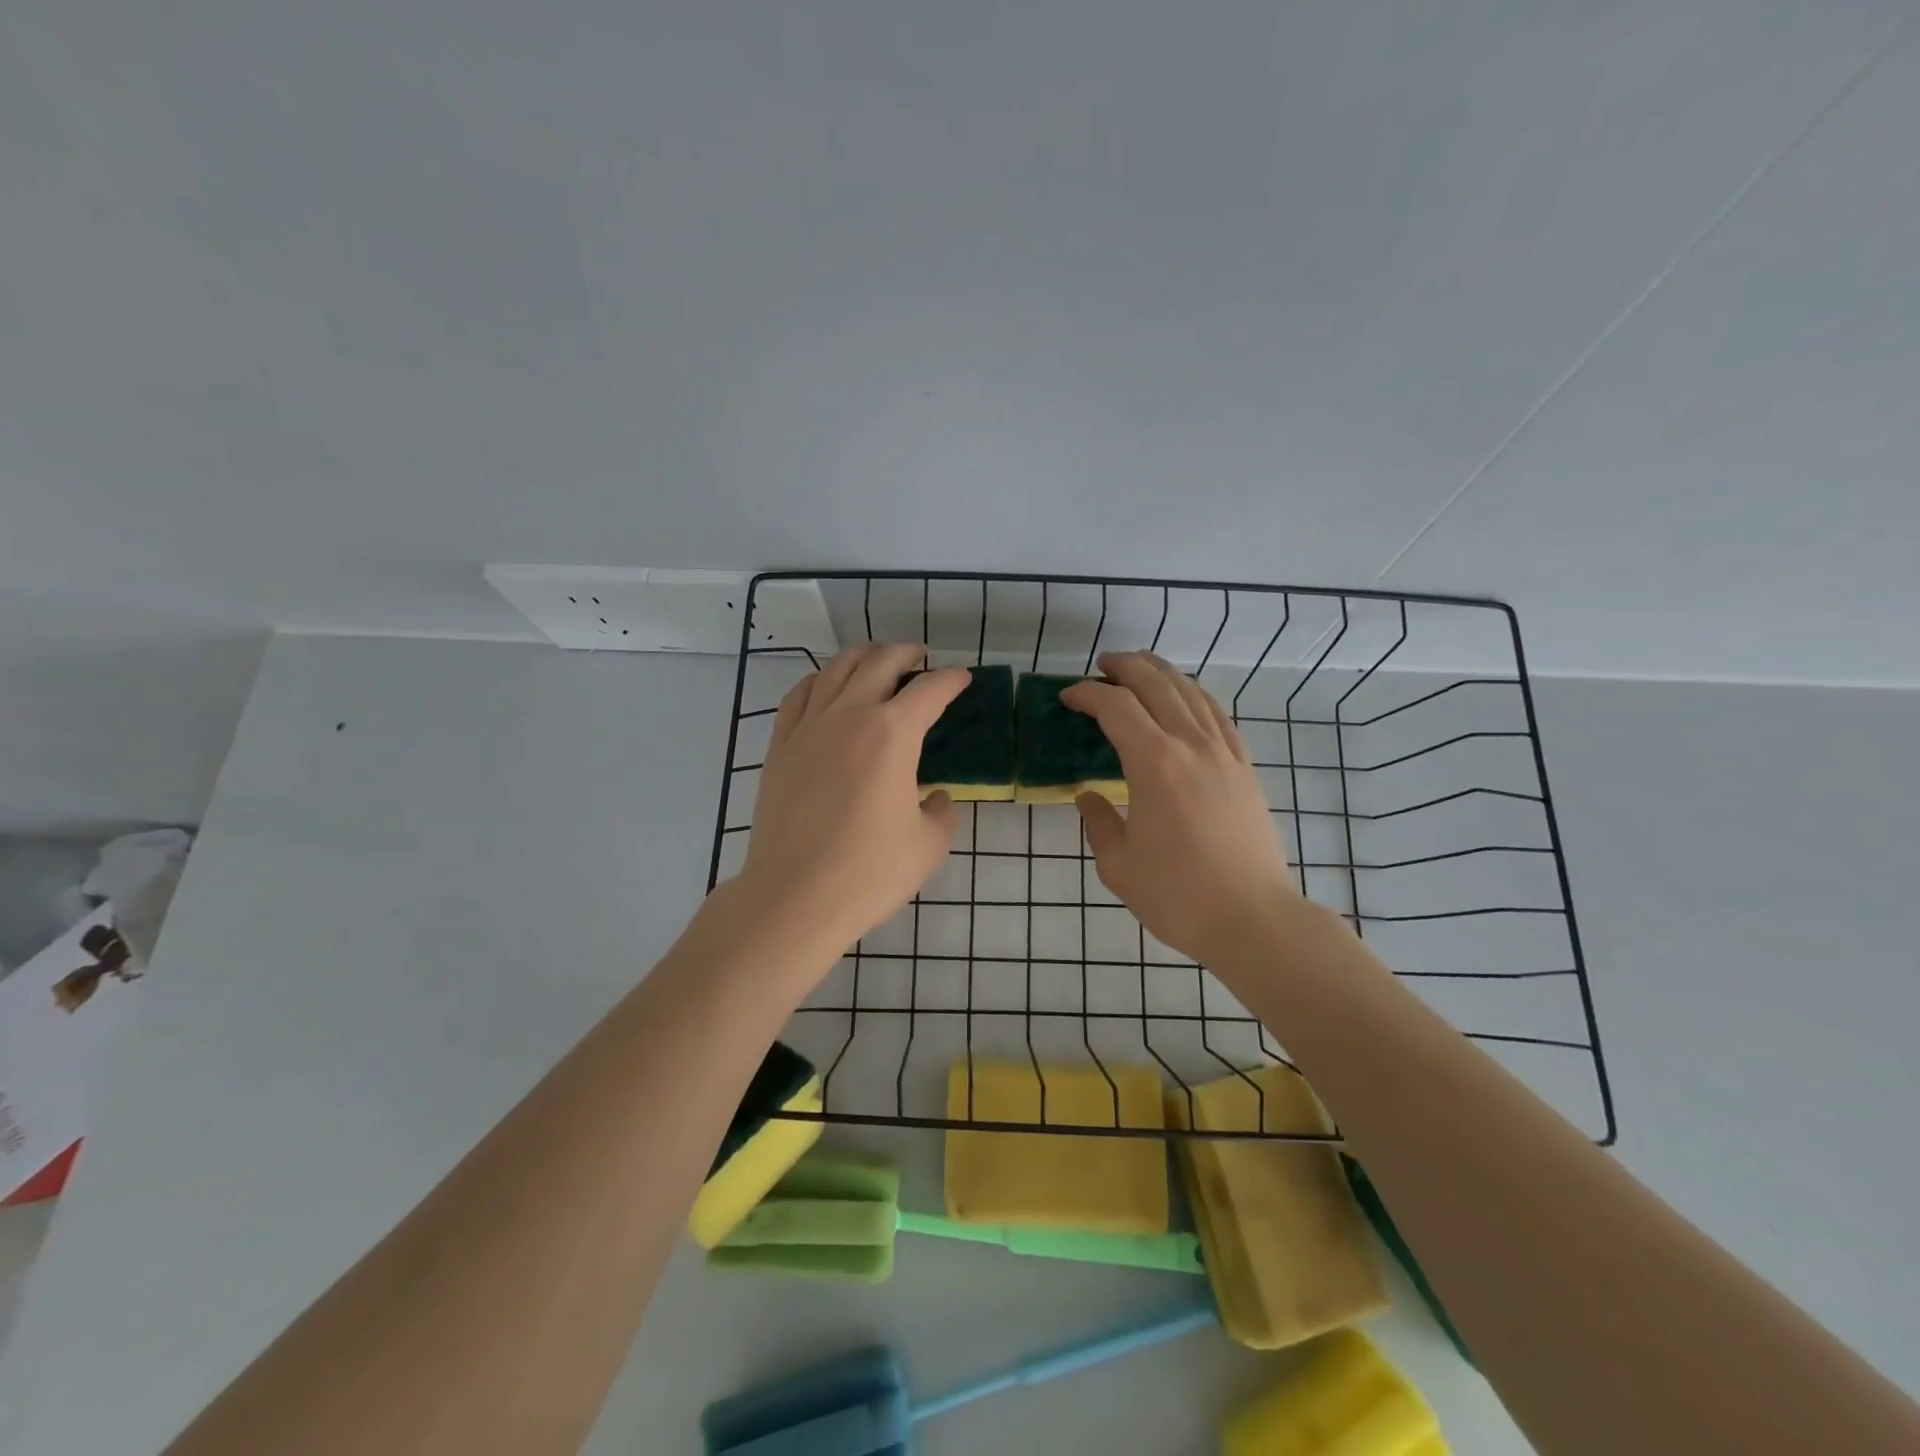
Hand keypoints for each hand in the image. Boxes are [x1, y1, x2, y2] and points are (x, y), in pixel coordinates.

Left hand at [739, 644, 969, 955]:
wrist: (795, 896)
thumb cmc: (869, 872)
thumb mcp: (929, 845)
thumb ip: (942, 812)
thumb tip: (937, 799)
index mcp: (893, 733)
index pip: (930, 690)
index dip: (951, 680)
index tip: (962, 679)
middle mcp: (850, 715)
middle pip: (880, 662)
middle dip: (906, 653)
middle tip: (921, 658)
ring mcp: (809, 726)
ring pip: (837, 668)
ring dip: (863, 656)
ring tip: (877, 661)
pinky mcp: (780, 744)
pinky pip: (800, 694)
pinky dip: (821, 680)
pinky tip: (828, 687)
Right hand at [1061, 652, 1301, 966]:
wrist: (1253, 919)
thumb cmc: (1178, 895)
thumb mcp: (1119, 865)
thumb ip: (1099, 823)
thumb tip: (1089, 797)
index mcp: (1155, 764)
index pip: (1116, 708)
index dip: (1088, 694)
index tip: (1068, 697)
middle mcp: (1192, 745)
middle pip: (1157, 685)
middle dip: (1126, 667)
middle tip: (1101, 665)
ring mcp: (1224, 754)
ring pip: (1192, 693)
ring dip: (1163, 673)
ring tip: (1141, 667)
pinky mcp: (1245, 768)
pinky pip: (1218, 715)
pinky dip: (1196, 695)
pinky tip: (1187, 698)